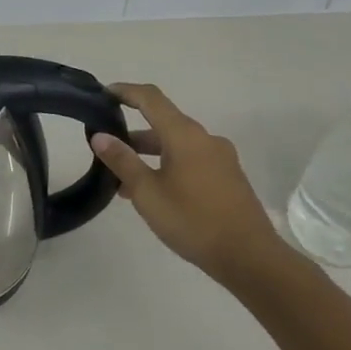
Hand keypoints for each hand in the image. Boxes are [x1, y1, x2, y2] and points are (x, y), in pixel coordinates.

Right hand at [90, 82, 293, 287]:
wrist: (249, 258)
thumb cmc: (193, 221)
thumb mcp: (147, 192)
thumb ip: (122, 161)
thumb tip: (100, 136)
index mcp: (185, 135)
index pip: (151, 99)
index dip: (126, 92)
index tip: (103, 94)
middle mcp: (205, 138)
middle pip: (163, 123)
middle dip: (133, 133)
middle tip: (106, 149)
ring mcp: (220, 158)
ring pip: (176, 145)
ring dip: (149, 154)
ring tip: (123, 180)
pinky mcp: (228, 177)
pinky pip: (191, 160)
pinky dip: (167, 165)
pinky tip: (154, 192)